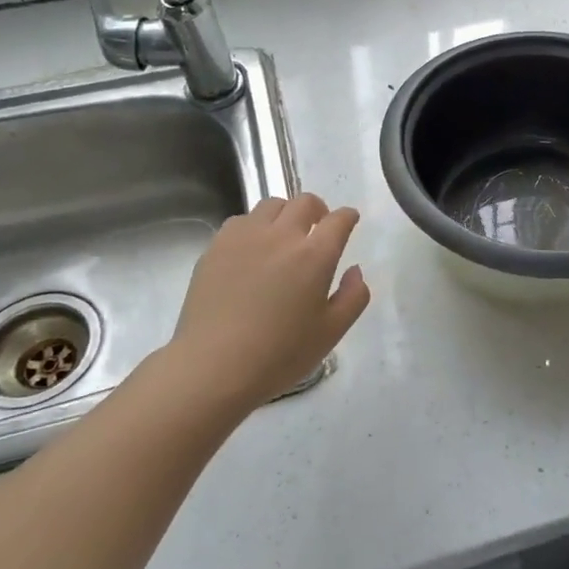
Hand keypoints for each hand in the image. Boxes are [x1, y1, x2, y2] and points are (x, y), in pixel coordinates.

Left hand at [163, 193, 370, 413]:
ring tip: (284, 236)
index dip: (347, 217)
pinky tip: (252, 250)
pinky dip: (254, 226)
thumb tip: (354, 270)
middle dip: (318, 209)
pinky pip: (241, 221)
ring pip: (271, 205)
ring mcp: (245, 237)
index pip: (338, 220)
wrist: (214, 365)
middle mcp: (281, 235)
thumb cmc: (280, 354)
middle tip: (318, 227)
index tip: (349, 221)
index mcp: (315, 256)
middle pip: (304, 202)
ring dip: (285, 214)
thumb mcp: (331, 332)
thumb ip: (353, 296)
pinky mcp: (216, 246)